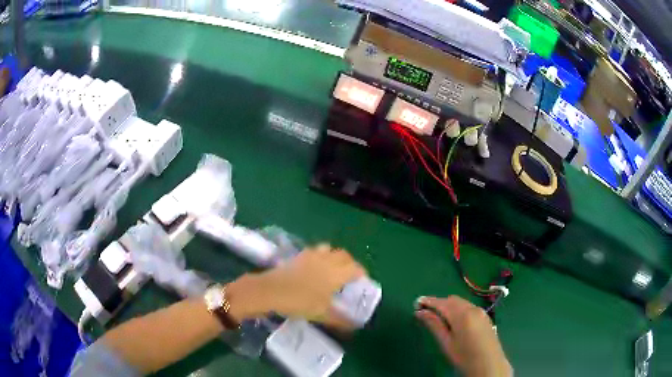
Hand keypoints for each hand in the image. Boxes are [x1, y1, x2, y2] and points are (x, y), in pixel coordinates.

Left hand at [228, 244, 365, 327]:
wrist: (271, 290)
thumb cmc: (299, 302)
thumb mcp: (321, 314)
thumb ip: (339, 320)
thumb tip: (353, 327)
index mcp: (336, 273)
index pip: (355, 268)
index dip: (361, 273)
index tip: (362, 281)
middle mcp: (326, 260)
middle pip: (344, 255)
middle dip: (350, 263)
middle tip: (349, 275)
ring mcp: (311, 255)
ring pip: (329, 249)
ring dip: (335, 257)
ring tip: (332, 269)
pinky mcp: (298, 255)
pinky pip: (315, 251)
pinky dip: (320, 256)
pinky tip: (313, 268)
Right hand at [415, 296, 511, 376]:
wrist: (489, 364)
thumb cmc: (464, 356)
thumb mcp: (446, 343)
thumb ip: (434, 325)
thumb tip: (420, 312)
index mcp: (462, 314)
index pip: (442, 303)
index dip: (428, 301)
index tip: (416, 303)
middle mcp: (472, 308)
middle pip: (452, 300)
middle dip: (438, 303)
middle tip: (425, 313)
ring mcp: (481, 311)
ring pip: (461, 303)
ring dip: (448, 306)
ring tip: (438, 318)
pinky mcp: (485, 317)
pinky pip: (468, 307)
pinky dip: (458, 310)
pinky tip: (454, 321)